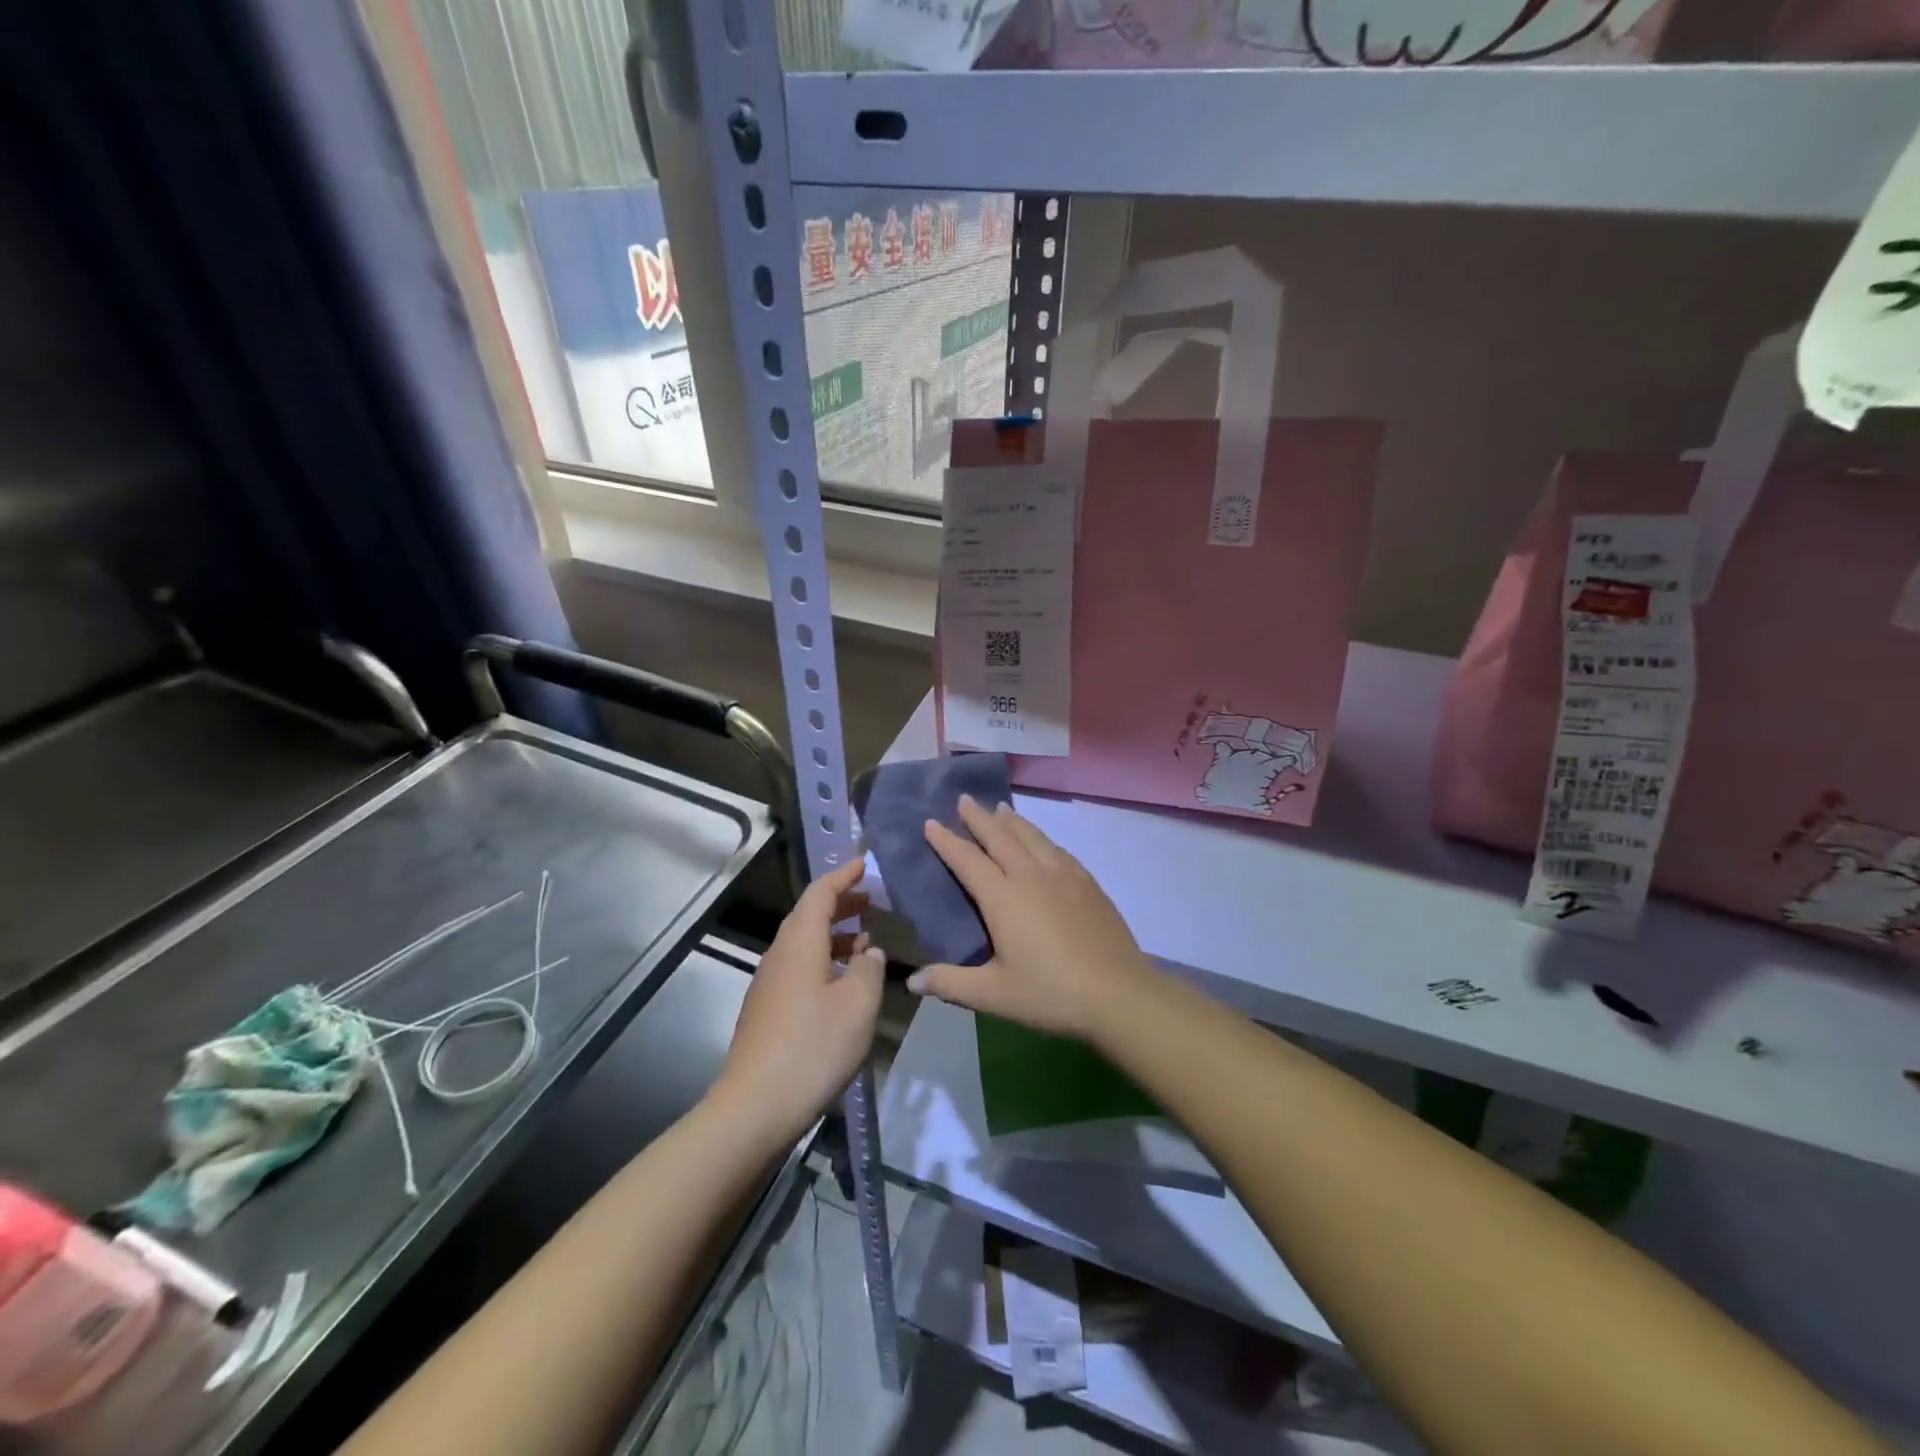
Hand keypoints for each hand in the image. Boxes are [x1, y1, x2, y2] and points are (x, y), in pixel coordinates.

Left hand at [713, 857, 884, 1142]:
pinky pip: (799, 967)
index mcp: (800, 942)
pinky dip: (825, 960)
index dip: (844, 875)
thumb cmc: (814, 1046)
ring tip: (867, 941)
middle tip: (872, 901)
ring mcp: (769, 983)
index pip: (821, 893)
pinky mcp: (767, 1010)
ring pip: (804, 943)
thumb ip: (870, 968)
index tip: (866, 863)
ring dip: (835, 934)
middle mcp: (780, 955)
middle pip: (809, 915)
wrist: (755, 1107)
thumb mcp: (858, 1003)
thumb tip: (870, 951)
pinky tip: (844, 983)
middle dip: (841, 903)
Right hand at [910, 796, 1157, 1040]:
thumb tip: (913, 981)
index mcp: (1003, 898)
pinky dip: (1041, 837)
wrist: (1118, 993)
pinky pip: (1058, 849)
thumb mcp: (993, 994)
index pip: (967, 860)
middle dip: (979, 817)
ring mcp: (1064, 876)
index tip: (930, 822)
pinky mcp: (1088, 884)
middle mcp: (1031, 876)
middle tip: (964, 798)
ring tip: (1001, 808)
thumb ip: (951, 983)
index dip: (947, 841)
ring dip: (1012, 820)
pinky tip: (1042, 842)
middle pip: (1000, 836)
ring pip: (1032, 836)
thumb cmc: (1050, 993)